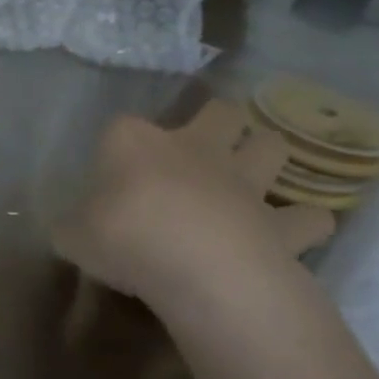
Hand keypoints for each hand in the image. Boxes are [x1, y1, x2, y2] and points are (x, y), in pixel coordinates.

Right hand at [51, 99, 332, 312]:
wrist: (197, 266)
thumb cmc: (123, 238)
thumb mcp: (70, 235)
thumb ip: (73, 225)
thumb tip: (74, 228)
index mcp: (134, 143)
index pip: (119, 126)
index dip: (115, 145)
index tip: (108, 172)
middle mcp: (194, 148)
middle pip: (220, 112)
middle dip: (216, 123)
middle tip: (200, 150)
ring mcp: (244, 181)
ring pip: (272, 146)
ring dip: (264, 156)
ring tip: (250, 178)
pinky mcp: (281, 222)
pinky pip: (308, 217)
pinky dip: (301, 223)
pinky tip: (286, 234)